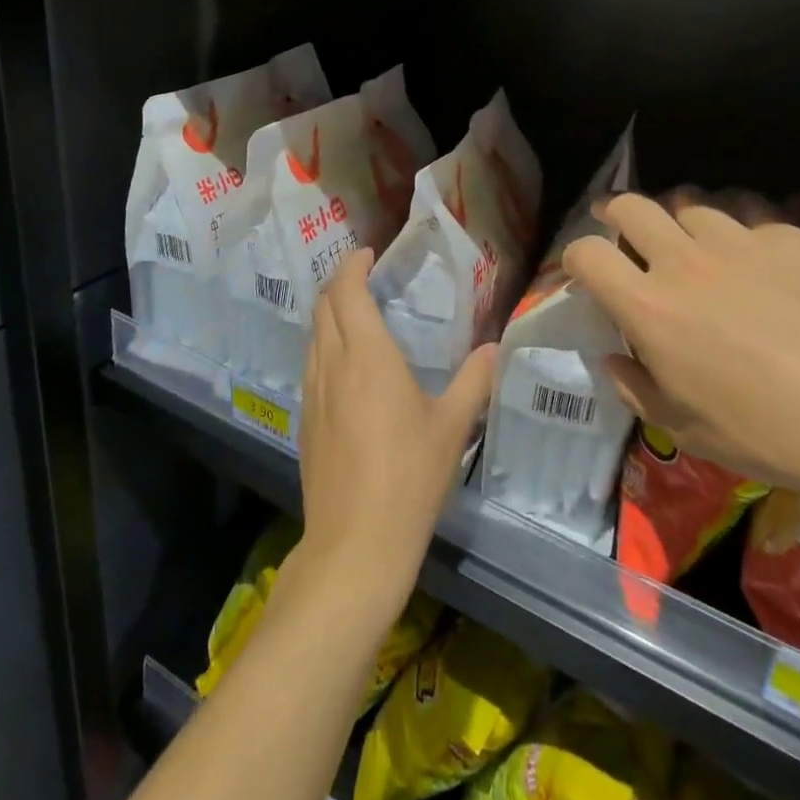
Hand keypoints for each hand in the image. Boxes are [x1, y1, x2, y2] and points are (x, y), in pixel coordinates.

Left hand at [296, 249, 495, 621]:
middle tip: (364, 278)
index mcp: (367, 356)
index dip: (352, 266)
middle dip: (340, 283)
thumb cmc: (409, 478)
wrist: (355, 545)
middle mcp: (332, 365)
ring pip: (313, 335)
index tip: (368, 254)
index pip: (347, 291)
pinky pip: (310, 365)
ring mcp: (312, 393)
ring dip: (329, 314)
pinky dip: (324, 346)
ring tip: (355, 314)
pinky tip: (345, 366)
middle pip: (324, 307)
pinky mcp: (305, 421)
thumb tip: (494, 349)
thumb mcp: (451, 428)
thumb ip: (474, 382)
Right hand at [563, 194, 799, 505]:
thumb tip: (613, 359)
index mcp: (649, 307)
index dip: (575, 256)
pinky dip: (737, 226)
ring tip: (690, 237)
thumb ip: (635, 388)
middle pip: (631, 206)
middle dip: (615, 212)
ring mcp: (738, 241)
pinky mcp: (787, 236)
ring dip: (678, 217)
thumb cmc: (766, 434)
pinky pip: (747, 213)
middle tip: (621, 227)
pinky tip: (754, 253)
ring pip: (689, 202)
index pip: (586, 253)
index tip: (584, 269)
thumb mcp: (684, 429)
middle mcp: (683, 261)